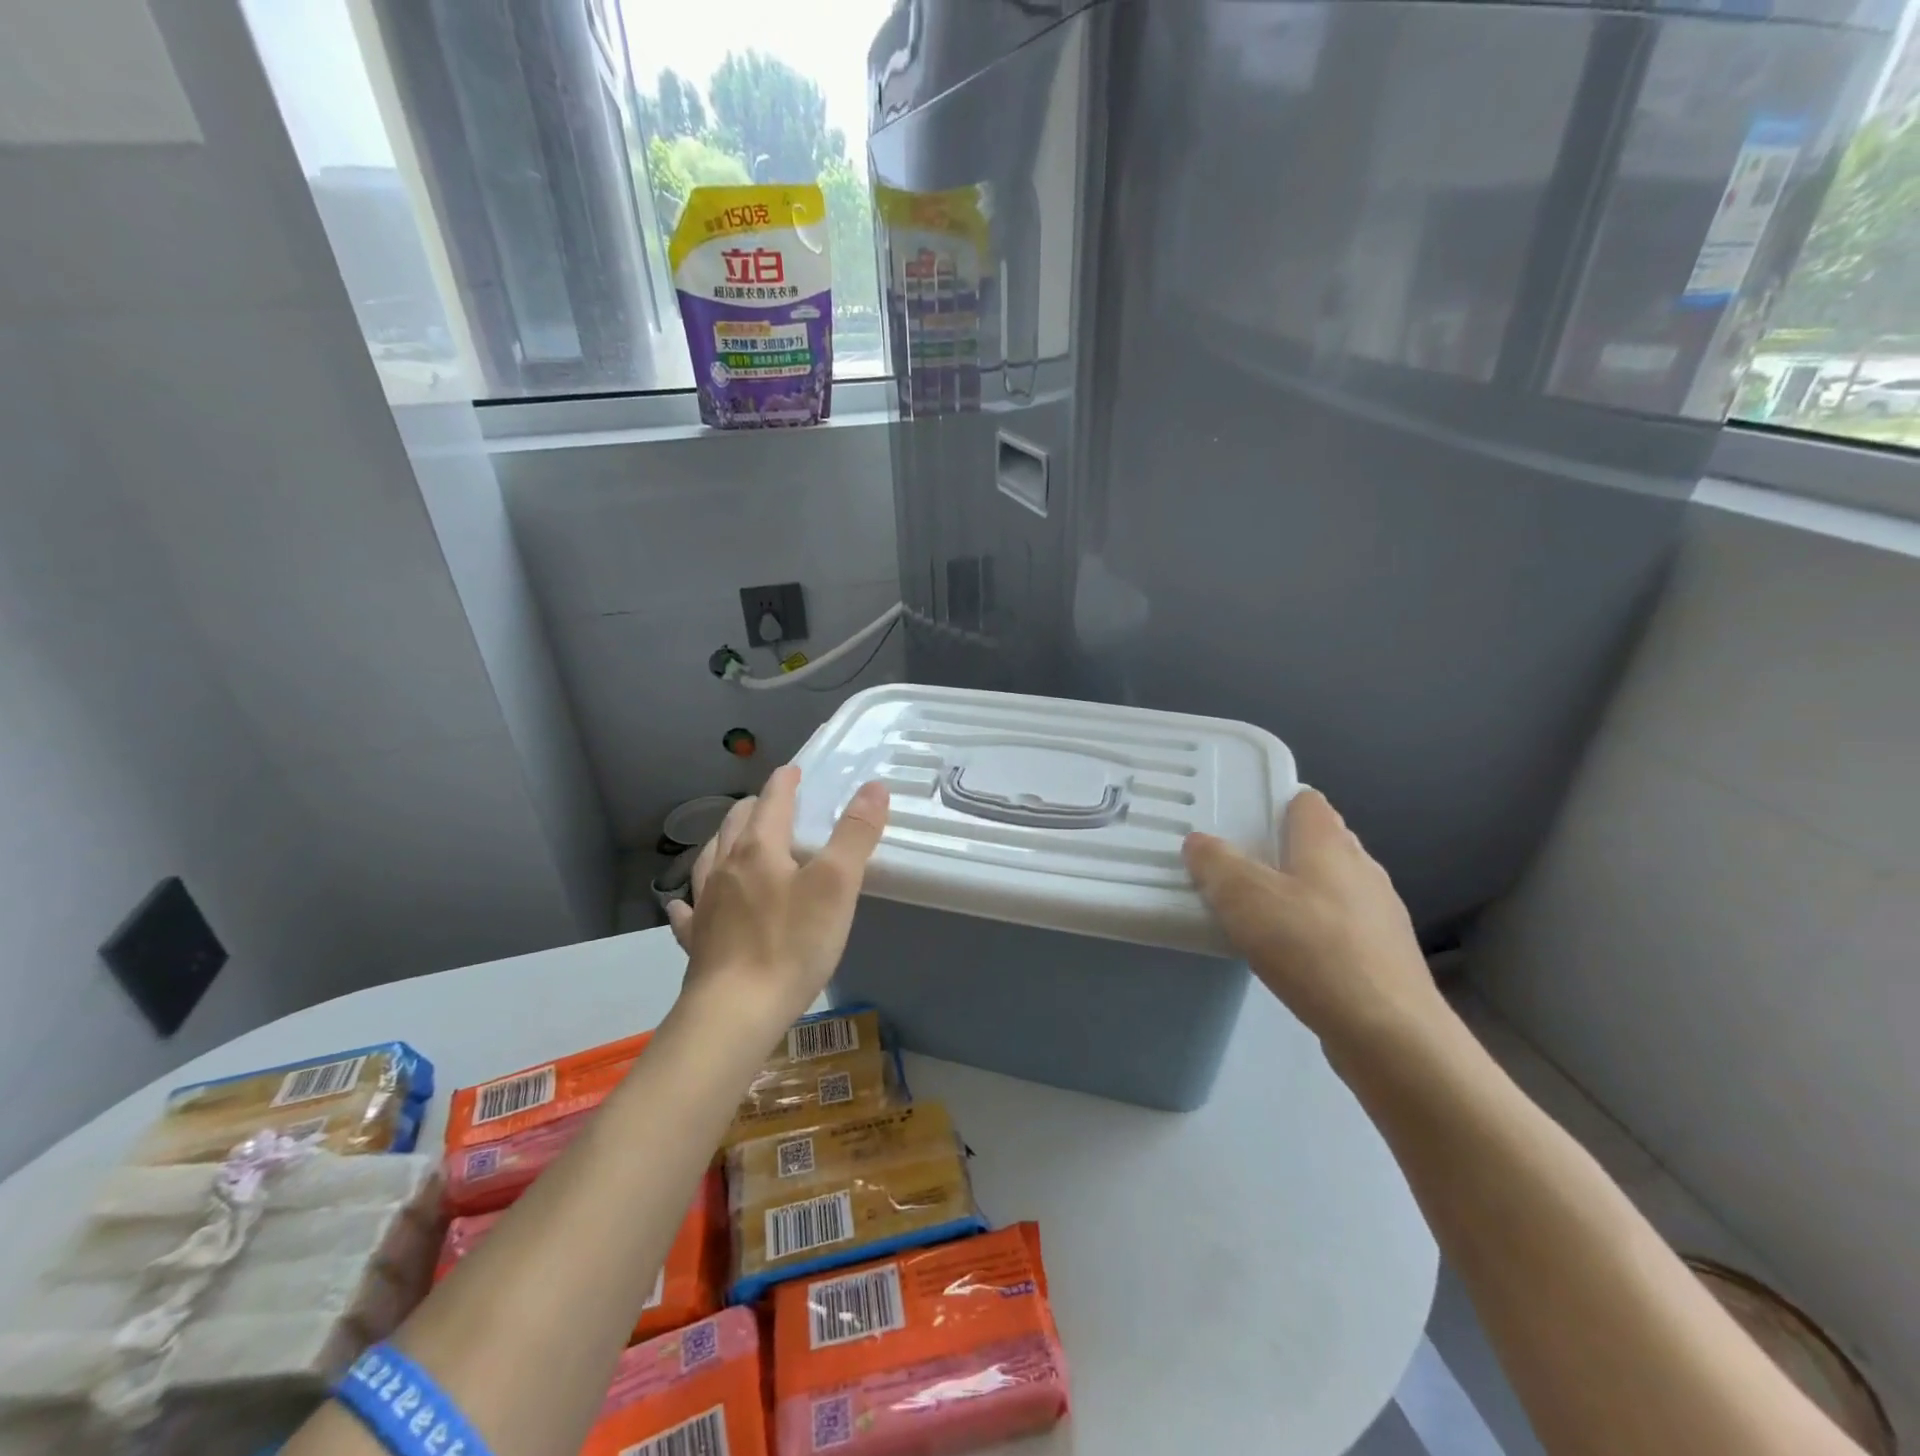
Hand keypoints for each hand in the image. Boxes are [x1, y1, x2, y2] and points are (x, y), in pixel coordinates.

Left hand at [667, 766, 888, 1032]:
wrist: (736, 1012)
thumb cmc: (792, 943)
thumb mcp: (837, 885)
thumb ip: (855, 834)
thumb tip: (873, 787)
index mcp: (759, 849)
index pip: (771, 801)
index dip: (785, 783)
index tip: (793, 770)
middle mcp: (726, 868)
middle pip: (737, 824)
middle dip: (755, 807)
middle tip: (772, 803)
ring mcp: (706, 905)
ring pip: (711, 859)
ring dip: (724, 842)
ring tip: (733, 840)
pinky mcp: (697, 941)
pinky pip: (690, 910)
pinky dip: (693, 898)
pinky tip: (688, 903)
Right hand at [1183, 790, 1446, 1059]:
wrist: (1389, 1033)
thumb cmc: (1312, 949)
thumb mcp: (1244, 898)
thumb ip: (1216, 864)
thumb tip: (1199, 842)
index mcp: (1330, 843)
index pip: (1306, 801)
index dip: (1275, 804)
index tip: (1241, 822)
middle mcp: (1362, 868)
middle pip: (1320, 842)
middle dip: (1282, 850)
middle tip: (1238, 868)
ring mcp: (1381, 913)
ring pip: (1333, 886)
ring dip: (1300, 893)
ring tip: (1260, 915)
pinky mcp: (1386, 955)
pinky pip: (1342, 926)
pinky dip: (1317, 931)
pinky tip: (1293, 957)